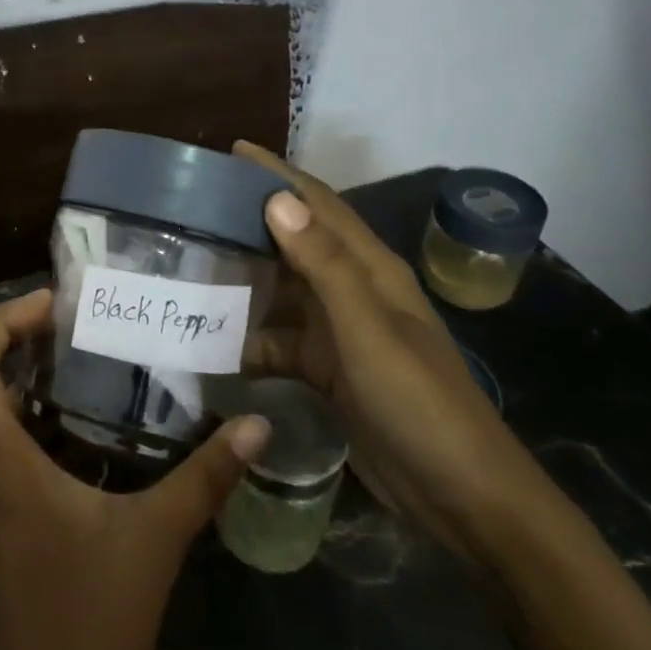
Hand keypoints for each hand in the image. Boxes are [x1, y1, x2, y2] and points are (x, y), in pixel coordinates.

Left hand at [0, 289, 269, 649]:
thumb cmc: (93, 620)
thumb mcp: (157, 539)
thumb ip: (205, 477)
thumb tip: (257, 425)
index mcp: (1, 462)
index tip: (50, 305)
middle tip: (56, 321)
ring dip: (5, 370)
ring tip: (65, 348)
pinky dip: (16, 407)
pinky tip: (69, 410)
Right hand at [234, 142, 559, 564]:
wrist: (462, 498)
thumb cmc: (420, 404)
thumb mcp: (369, 332)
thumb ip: (324, 266)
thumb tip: (277, 200)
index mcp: (369, 269)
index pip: (318, 204)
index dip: (278, 174)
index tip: (232, 151)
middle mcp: (352, 291)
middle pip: (293, 242)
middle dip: (249, 221)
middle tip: (192, 208)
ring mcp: (339, 332)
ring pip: (281, 291)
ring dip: (242, 279)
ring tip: (189, 266)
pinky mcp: (327, 370)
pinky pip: (278, 340)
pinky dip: (248, 338)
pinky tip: (211, 342)